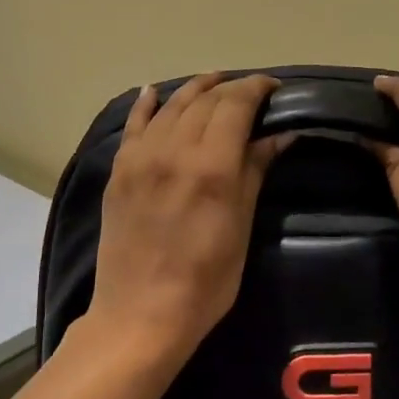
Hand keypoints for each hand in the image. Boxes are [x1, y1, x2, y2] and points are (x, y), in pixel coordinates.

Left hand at [87, 73, 291, 362]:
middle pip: (204, 100)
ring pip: (171, 106)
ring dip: (195, 90)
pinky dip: (146, 105)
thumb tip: (280, 134)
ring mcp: (140, 157)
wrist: (140, 314)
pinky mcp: (119, 171)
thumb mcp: (241, 227)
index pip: (235, 104)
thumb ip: (255, 171)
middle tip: (250, 93)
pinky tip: (155, 91)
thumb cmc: (205, 281)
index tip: (274, 88)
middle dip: (230, 88)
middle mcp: (173, 149)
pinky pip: (134, 125)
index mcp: (210, 164)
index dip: (256, 88)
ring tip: (214, 84)